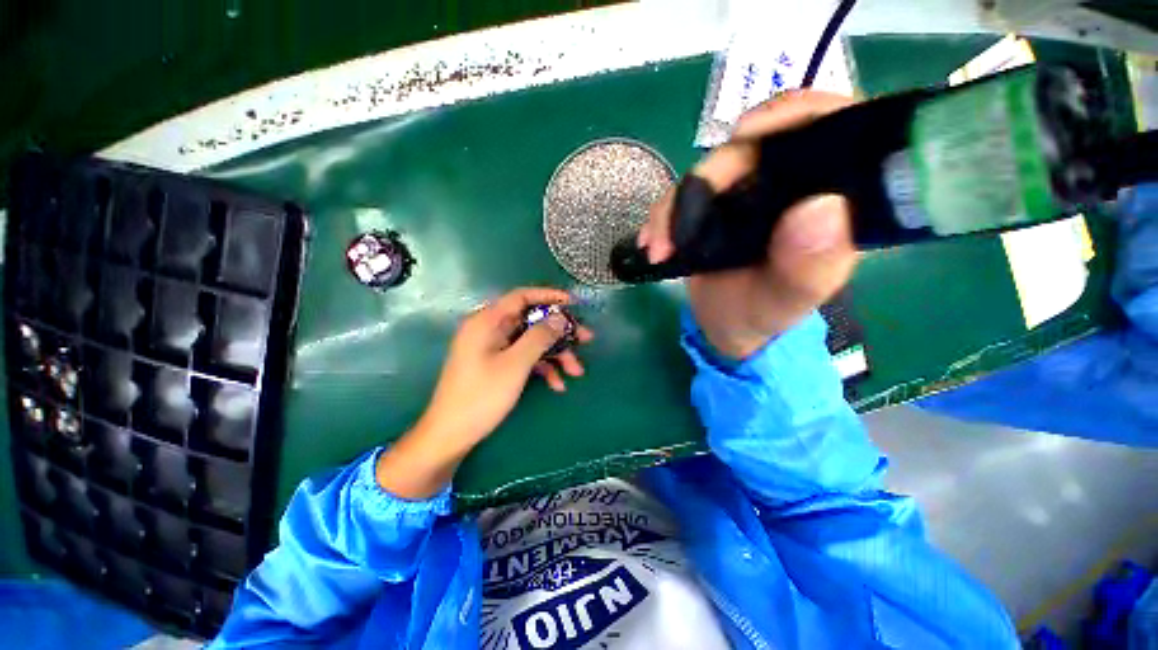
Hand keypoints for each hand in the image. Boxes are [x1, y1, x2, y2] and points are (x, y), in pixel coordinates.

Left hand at [376, 287, 592, 498]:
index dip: (549, 296)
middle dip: (560, 332)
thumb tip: (560, 318)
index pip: (522, 297)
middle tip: (586, 339)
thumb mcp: (515, 365)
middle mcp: (490, 330)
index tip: (574, 303)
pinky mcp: (497, 364)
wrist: (451, 435)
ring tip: (576, 371)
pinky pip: (524, 357)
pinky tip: (557, 385)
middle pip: (531, 321)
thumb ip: (539, 337)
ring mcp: (494, 348)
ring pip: (531, 341)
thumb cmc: (481, 396)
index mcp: (487, 321)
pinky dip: (542, 367)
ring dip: (555, 354)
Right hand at [639, 91, 858, 358]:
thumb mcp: (786, 301)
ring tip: (657, 246)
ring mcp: (747, 191)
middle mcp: (790, 184)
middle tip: (681, 222)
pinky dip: (663, 215)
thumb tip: (821, 206)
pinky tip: (651, 241)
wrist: (723, 325)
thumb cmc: (762, 315)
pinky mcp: (712, 205)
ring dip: (675, 203)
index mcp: (829, 196)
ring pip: (710, 168)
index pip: (831, 126)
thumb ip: (808, 266)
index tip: (749, 133)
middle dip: (711, 175)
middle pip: (755, 143)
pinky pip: (683, 193)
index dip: (794, 113)